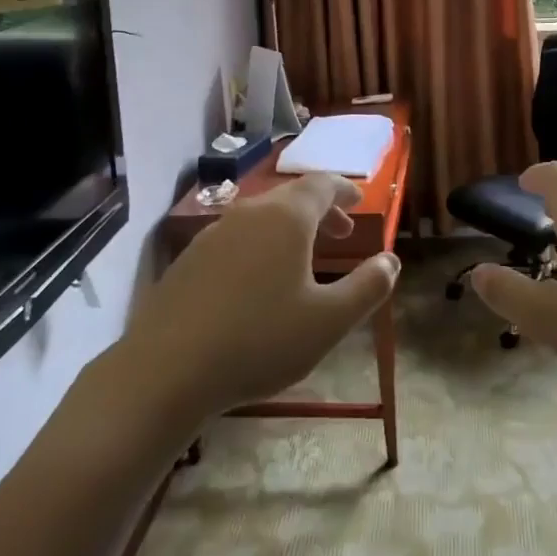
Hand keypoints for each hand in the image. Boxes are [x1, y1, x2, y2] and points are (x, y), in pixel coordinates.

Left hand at [123, 173, 398, 421]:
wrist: (165, 371)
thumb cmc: (259, 340)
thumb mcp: (328, 322)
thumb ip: (368, 287)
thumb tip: (391, 261)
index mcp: (287, 218)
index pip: (322, 184)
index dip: (344, 188)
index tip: (360, 199)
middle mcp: (249, 213)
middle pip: (292, 198)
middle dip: (321, 211)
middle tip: (342, 233)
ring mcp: (214, 234)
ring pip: (262, 218)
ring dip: (290, 230)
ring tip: (303, 260)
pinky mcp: (189, 259)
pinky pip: (237, 238)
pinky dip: (260, 246)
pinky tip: (258, 284)